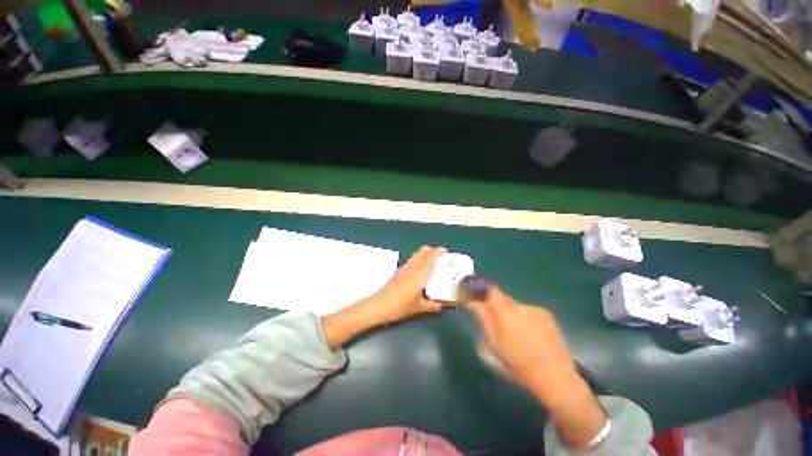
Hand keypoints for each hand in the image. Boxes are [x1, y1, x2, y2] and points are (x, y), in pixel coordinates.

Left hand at [365, 245, 447, 323]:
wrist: (380, 305)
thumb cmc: (401, 305)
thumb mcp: (420, 307)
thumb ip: (434, 305)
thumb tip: (444, 305)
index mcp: (421, 273)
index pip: (431, 255)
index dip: (439, 251)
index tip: (446, 252)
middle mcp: (413, 266)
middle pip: (424, 250)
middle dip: (433, 250)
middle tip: (440, 258)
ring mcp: (405, 267)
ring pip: (417, 254)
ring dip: (425, 254)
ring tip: (432, 263)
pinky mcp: (399, 270)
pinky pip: (412, 260)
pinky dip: (419, 259)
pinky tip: (420, 270)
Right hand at [467, 288, 606, 448]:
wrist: (556, 377)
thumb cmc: (519, 366)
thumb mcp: (493, 347)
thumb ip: (483, 321)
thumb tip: (474, 304)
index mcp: (505, 315)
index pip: (489, 291)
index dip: (479, 288)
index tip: (473, 292)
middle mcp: (519, 307)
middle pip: (500, 298)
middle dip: (495, 306)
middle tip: (496, 322)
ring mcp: (534, 309)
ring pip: (514, 306)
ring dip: (511, 315)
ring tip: (518, 335)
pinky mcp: (546, 314)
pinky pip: (528, 311)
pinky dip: (525, 319)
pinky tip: (532, 336)